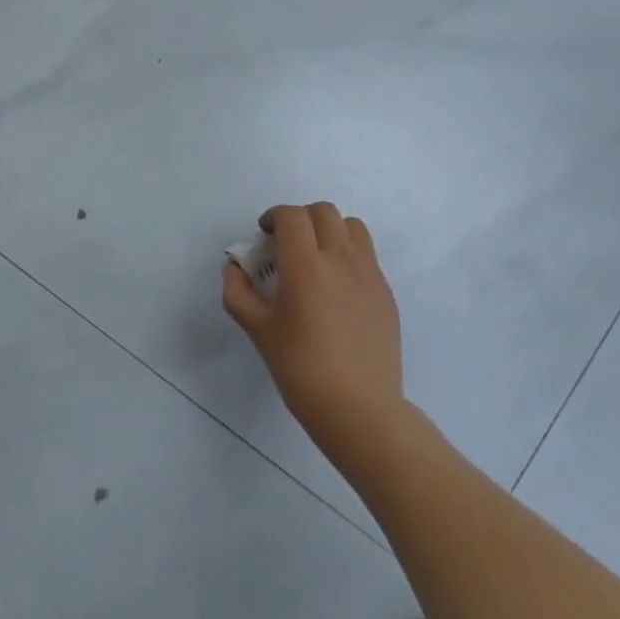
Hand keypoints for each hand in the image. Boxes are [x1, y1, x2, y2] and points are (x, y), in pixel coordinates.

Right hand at [223, 202, 407, 467]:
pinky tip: (336, 287)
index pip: (292, 216)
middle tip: (286, 243)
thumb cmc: (300, 369)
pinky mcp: (385, 291)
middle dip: (301, 218)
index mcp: (306, 265)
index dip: (274, 216)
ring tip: (316, 257)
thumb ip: (238, 292)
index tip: (265, 233)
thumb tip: (234, 267)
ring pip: (352, 227)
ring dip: (330, 229)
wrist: (358, 406)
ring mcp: (369, 273)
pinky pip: (367, 255)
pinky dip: (348, 254)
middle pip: (324, 212)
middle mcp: (341, 258)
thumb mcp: (258, 331)